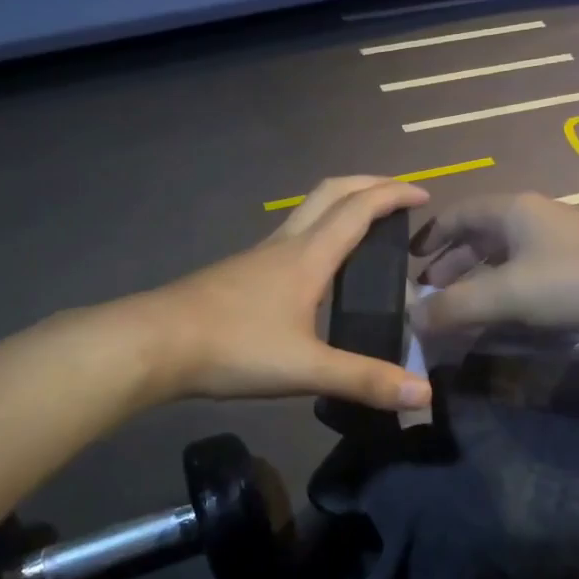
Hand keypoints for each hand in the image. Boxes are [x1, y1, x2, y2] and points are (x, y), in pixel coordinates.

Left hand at [149, 177, 432, 409]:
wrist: (152, 344)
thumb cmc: (232, 348)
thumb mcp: (305, 369)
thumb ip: (365, 380)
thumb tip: (424, 394)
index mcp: (307, 257)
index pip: (359, 210)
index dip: (394, 196)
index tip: (425, 195)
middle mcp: (285, 245)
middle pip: (330, 193)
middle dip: (368, 184)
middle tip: (399, 196)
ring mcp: (258, 257)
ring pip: (306, 212)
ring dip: (341, 205)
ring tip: (367, 228)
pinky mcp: (239, 273)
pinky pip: (290, 236)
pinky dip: (318, 232)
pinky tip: (317, 269)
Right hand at [410, 192, 578, 337]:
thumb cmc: (576, 280)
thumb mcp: (507, 293)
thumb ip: (455, 307)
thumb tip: (412, 320)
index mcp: (513, 211)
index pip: (460, 213)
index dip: (432, 235)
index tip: (410, 261)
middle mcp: (535, 221)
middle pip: (482, 237)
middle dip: (453, 264)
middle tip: (430, 294)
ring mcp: (562, 247)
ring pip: (507, 261)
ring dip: (479, 283)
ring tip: (459, 311)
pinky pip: (530, 280)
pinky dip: (508, 296)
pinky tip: (503, 320)